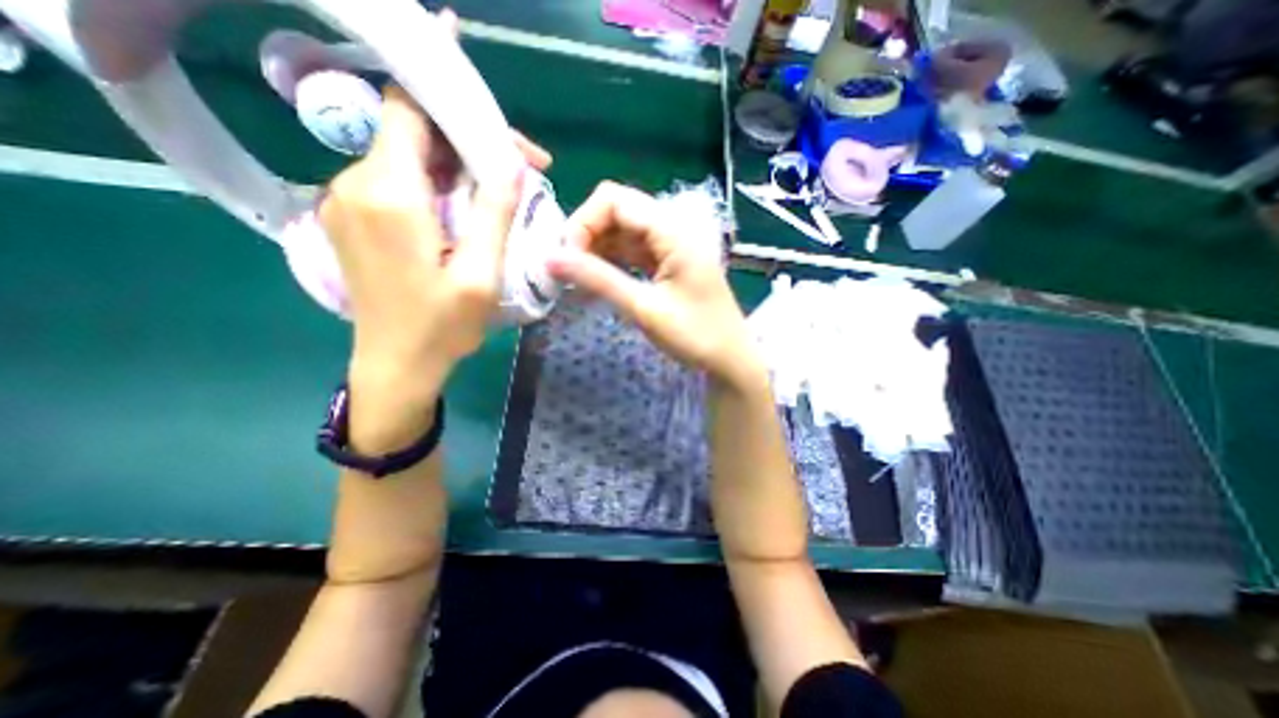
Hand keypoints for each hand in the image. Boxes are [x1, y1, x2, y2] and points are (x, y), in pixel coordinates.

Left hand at [320, 86, 550, 450]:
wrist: (395, 365)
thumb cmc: (442, 326)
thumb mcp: (481, 275)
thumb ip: (494, 213)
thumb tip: (511, 162)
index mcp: (388, 194)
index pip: (410, 108)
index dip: (459, 105)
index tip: (509, 138)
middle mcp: (354, 183)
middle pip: (413, 131)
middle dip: (470, 142)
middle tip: (523, 169)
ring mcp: (346, 200)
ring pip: (407, 155)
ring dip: (456, 165)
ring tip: (501, 191)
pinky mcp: (353, 217)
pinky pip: (398, 180)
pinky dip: (436, 183)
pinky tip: (467, 208)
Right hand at [546, 183, 761, 389]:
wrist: (729, 359)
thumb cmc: (695, 336)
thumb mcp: (644, 309)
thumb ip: (599, 280)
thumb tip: (550, 259)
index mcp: (672, 232)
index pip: (615, 200)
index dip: (583, 221)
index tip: (568, 258)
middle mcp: (671, 230)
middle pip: (616, 212)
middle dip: (586, 235)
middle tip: (568, 271)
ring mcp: (669, 247)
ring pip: (621, 233)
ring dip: (595, 251)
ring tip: (577, 281)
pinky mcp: (666, 264)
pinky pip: (630, 252)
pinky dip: (610, 264)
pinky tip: (594, 284)